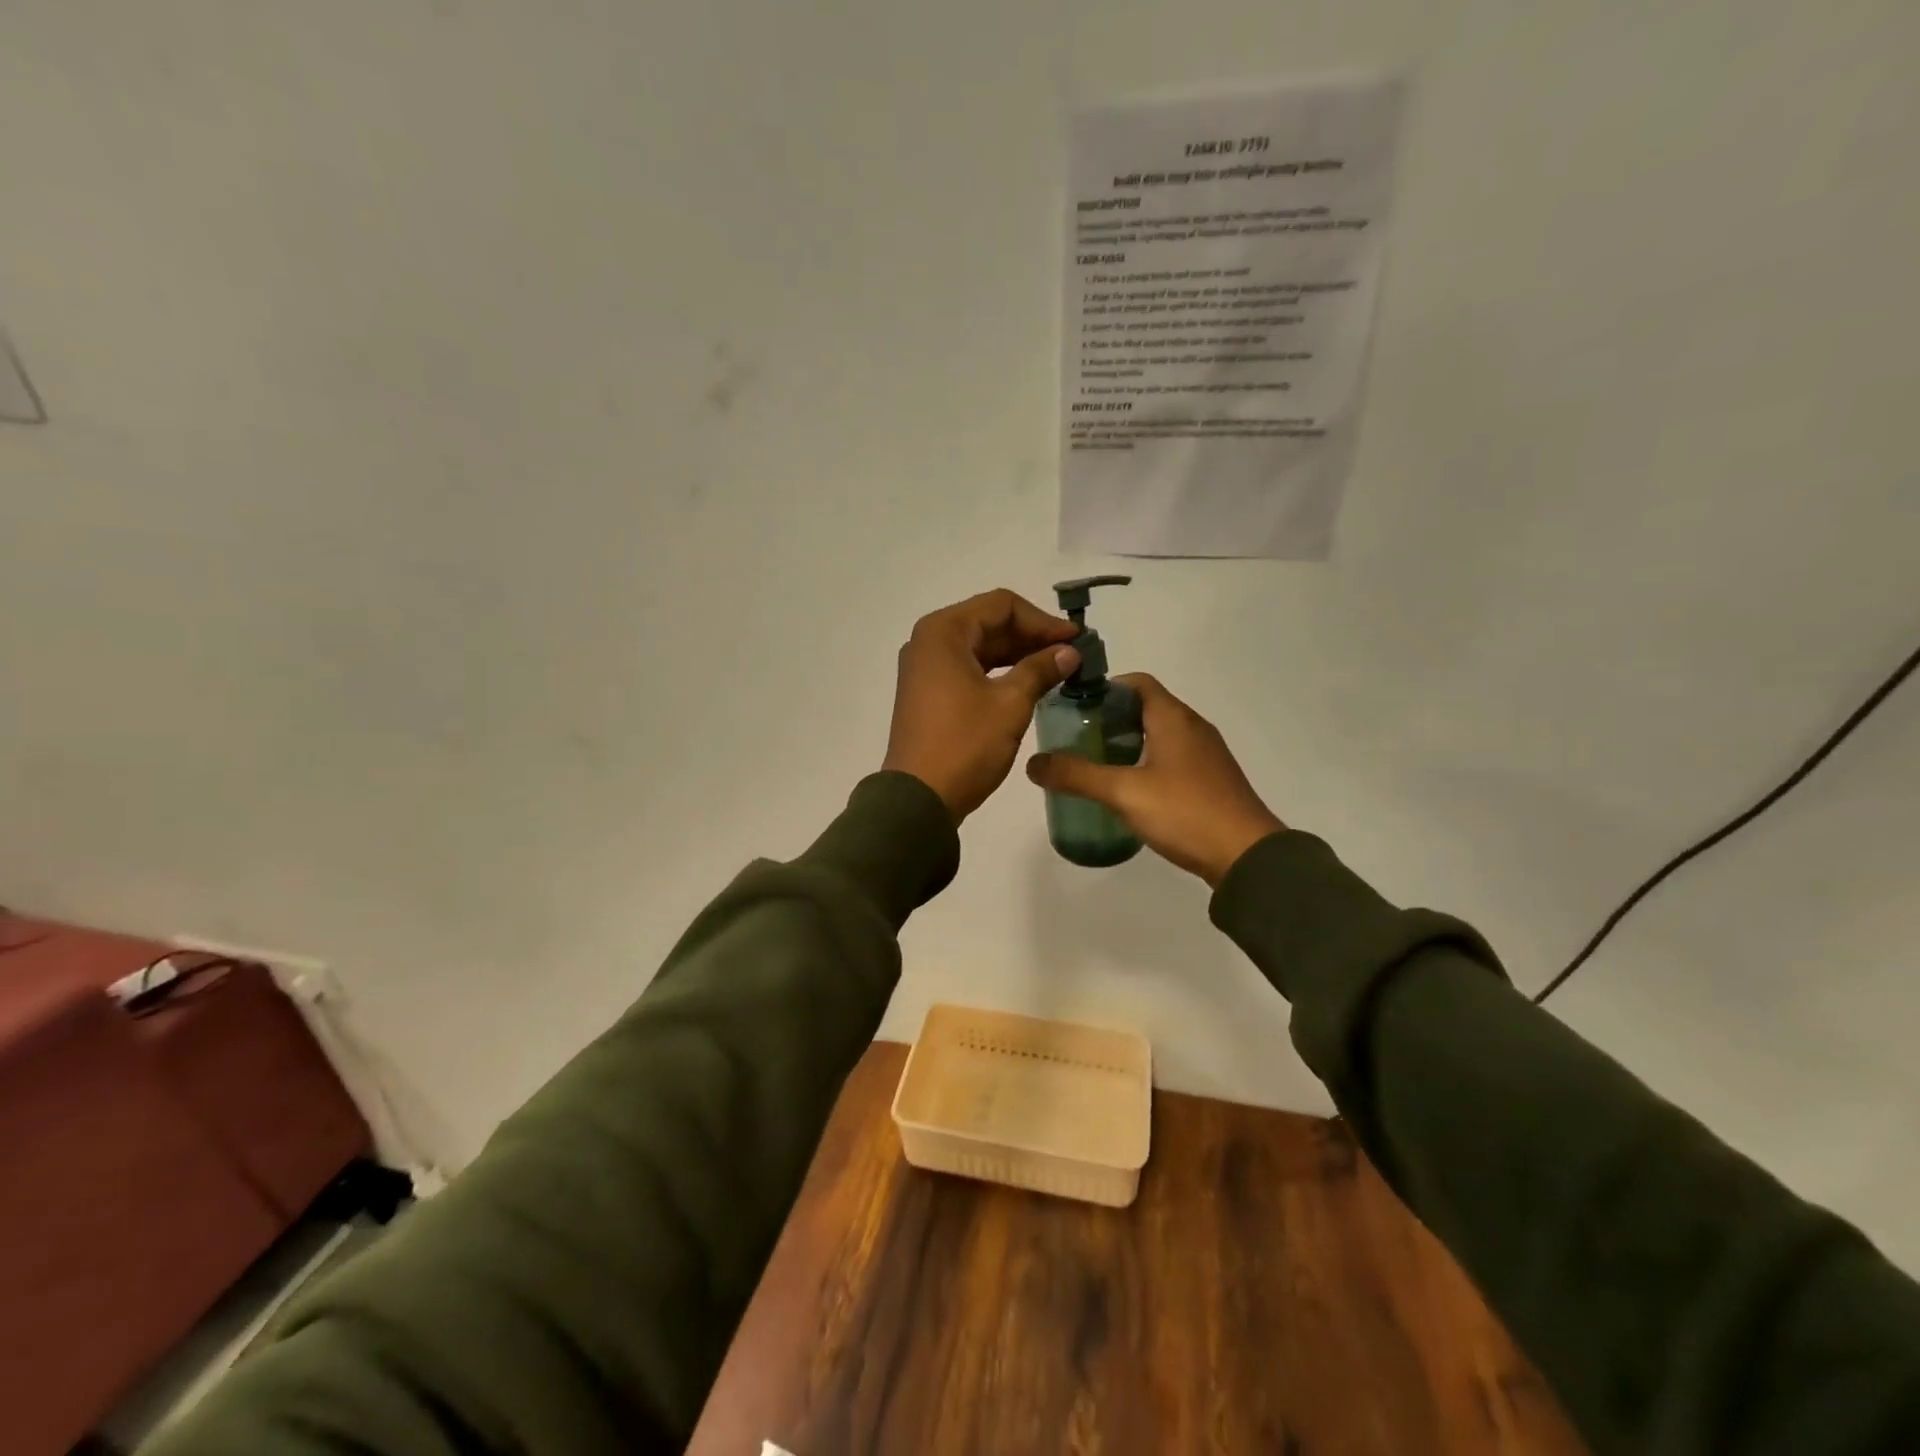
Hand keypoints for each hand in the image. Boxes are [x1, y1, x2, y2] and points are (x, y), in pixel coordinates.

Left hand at [883, 589, 1081, 820]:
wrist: (919, 798)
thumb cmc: (964, 744)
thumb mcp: (1010, 704)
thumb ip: (1041, 670)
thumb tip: (1069, 652)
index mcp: (944, 632)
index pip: (1002, 605)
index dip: (1042, 620)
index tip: (1075, 640)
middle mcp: (929, 641)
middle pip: (989, 623)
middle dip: (1032, 636)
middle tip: (1071, 655)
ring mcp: (925, 668)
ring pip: (980, 648)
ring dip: (1017, 655)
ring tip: (1057, 670)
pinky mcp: (928, 693)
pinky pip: (969, 669)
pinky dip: (998, 673)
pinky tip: (1028, 685)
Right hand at [1025, 674, 1285, 886]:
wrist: (1246, 857)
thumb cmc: (1185, 812)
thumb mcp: (1123, 792)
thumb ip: (1076, 776)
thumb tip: (1033, 763)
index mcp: (1174, 718)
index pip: (1137, 683)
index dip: (1104, 689)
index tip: (1073, 708)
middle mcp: (1192, 727)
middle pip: (1145, 708)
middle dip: (1108, 719)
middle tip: (1075, 740)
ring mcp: (1205, 755)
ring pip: (1158, 735)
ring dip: (1126, 743)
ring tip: (1094, 765)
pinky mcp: (1209, 780)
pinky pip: (1171, 759)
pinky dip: (1145, 763)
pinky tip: (1128, 790)